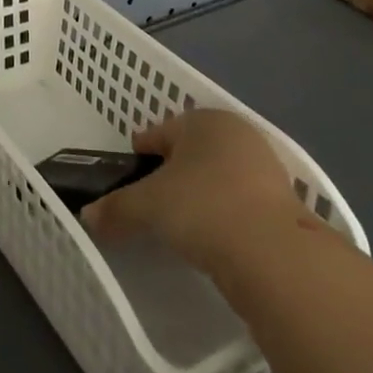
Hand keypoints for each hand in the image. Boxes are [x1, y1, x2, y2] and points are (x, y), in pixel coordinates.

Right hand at [81, 110, 308, 273]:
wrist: (272, 253)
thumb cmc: (202, 207)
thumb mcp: (148, 207)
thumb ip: (117, 209)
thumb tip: (88, 217)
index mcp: (203, 119)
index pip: (161, 131)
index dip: (141, 152)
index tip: (129, 174)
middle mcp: (236, 132)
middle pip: (192, 150)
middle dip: (173, 171)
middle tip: (153, 201)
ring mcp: (265, 164)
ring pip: (219, 174)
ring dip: (201, 192)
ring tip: (183, 222)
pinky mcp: (283, 199)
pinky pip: (240, 200)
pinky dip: (225, 212)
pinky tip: (214, 235)